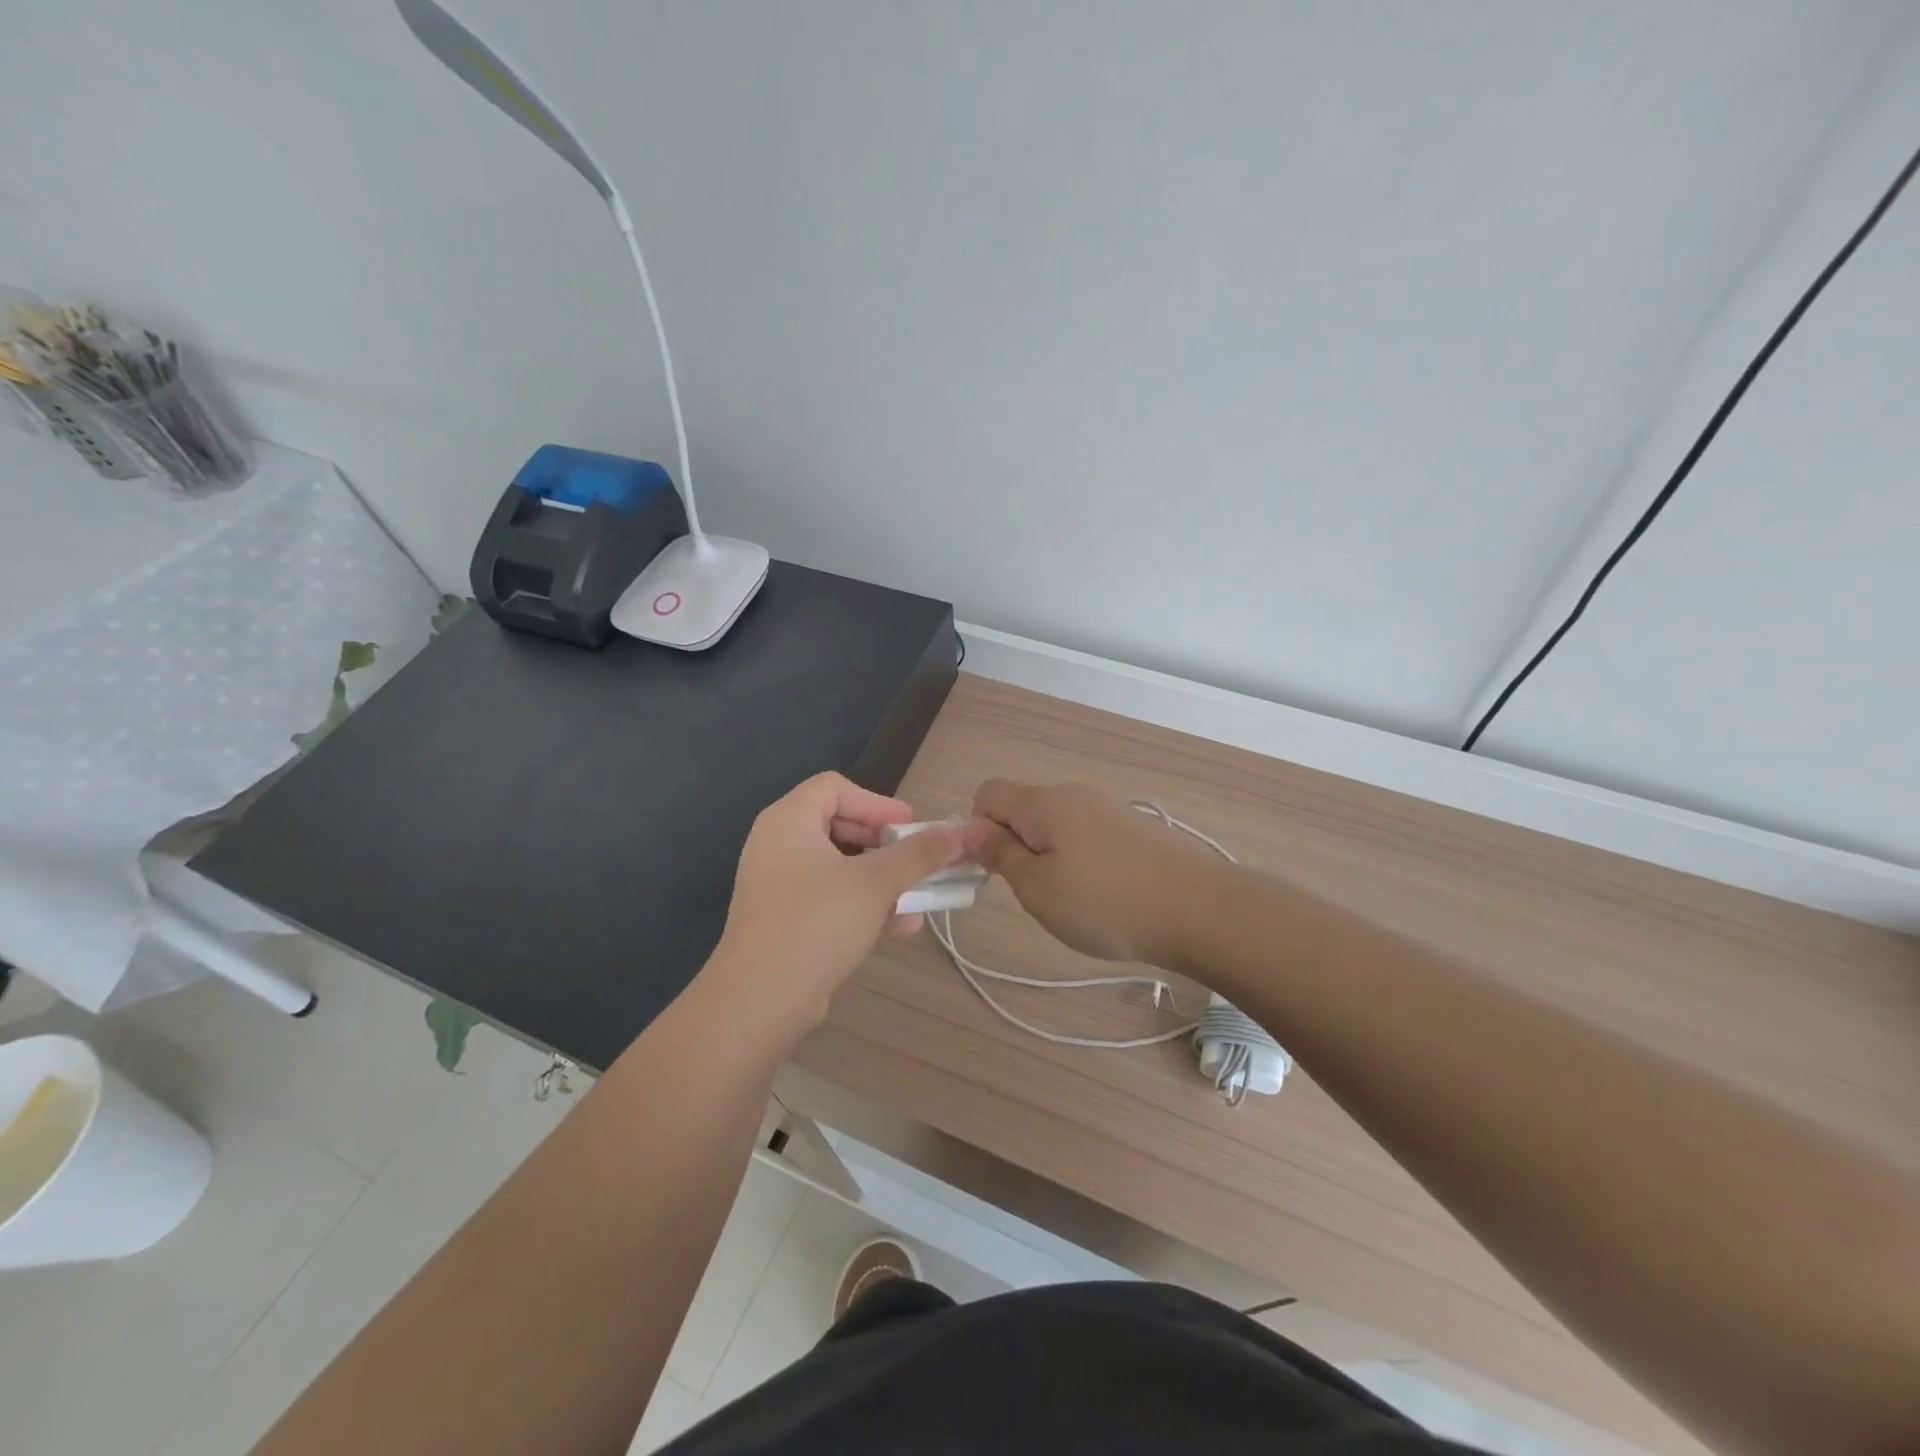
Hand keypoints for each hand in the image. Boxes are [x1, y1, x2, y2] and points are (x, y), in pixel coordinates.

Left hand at [707, 773, 980, 1040]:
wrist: (759, 1002)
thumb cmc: (817, 924)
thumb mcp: (876, 883)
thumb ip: (920, 854)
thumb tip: (965, 832)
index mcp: (788, 821)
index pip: (835, 787)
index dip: (877, 802)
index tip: (910, 828)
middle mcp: (777, 845)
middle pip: (839, 824)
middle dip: (884, 843)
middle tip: (914, 858)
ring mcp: (778, 885)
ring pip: (839, 866)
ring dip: (881, 877)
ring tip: (917, 897)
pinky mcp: (784, 920)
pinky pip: (830, 898)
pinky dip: (863, 904)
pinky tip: (900, 926)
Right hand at [972, 780, 1218, 967]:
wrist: (1198, 910)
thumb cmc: (1105, 903)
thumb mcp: (1037, 888)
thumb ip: (1000, 854)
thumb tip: (973, 829)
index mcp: (1044, 802)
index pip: (988, 793)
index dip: (977, 829)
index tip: (993, 869)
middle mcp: (1074, 795)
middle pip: (1023, 809)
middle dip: (1015, 846)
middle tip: (1033, 893)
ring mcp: (1107, 809)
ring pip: (1055, 826)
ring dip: (1048, 858)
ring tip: (1071, 901)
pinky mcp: (1132, 829)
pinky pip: (1086, 837)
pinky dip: (1080, 862)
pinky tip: (1102, 897)